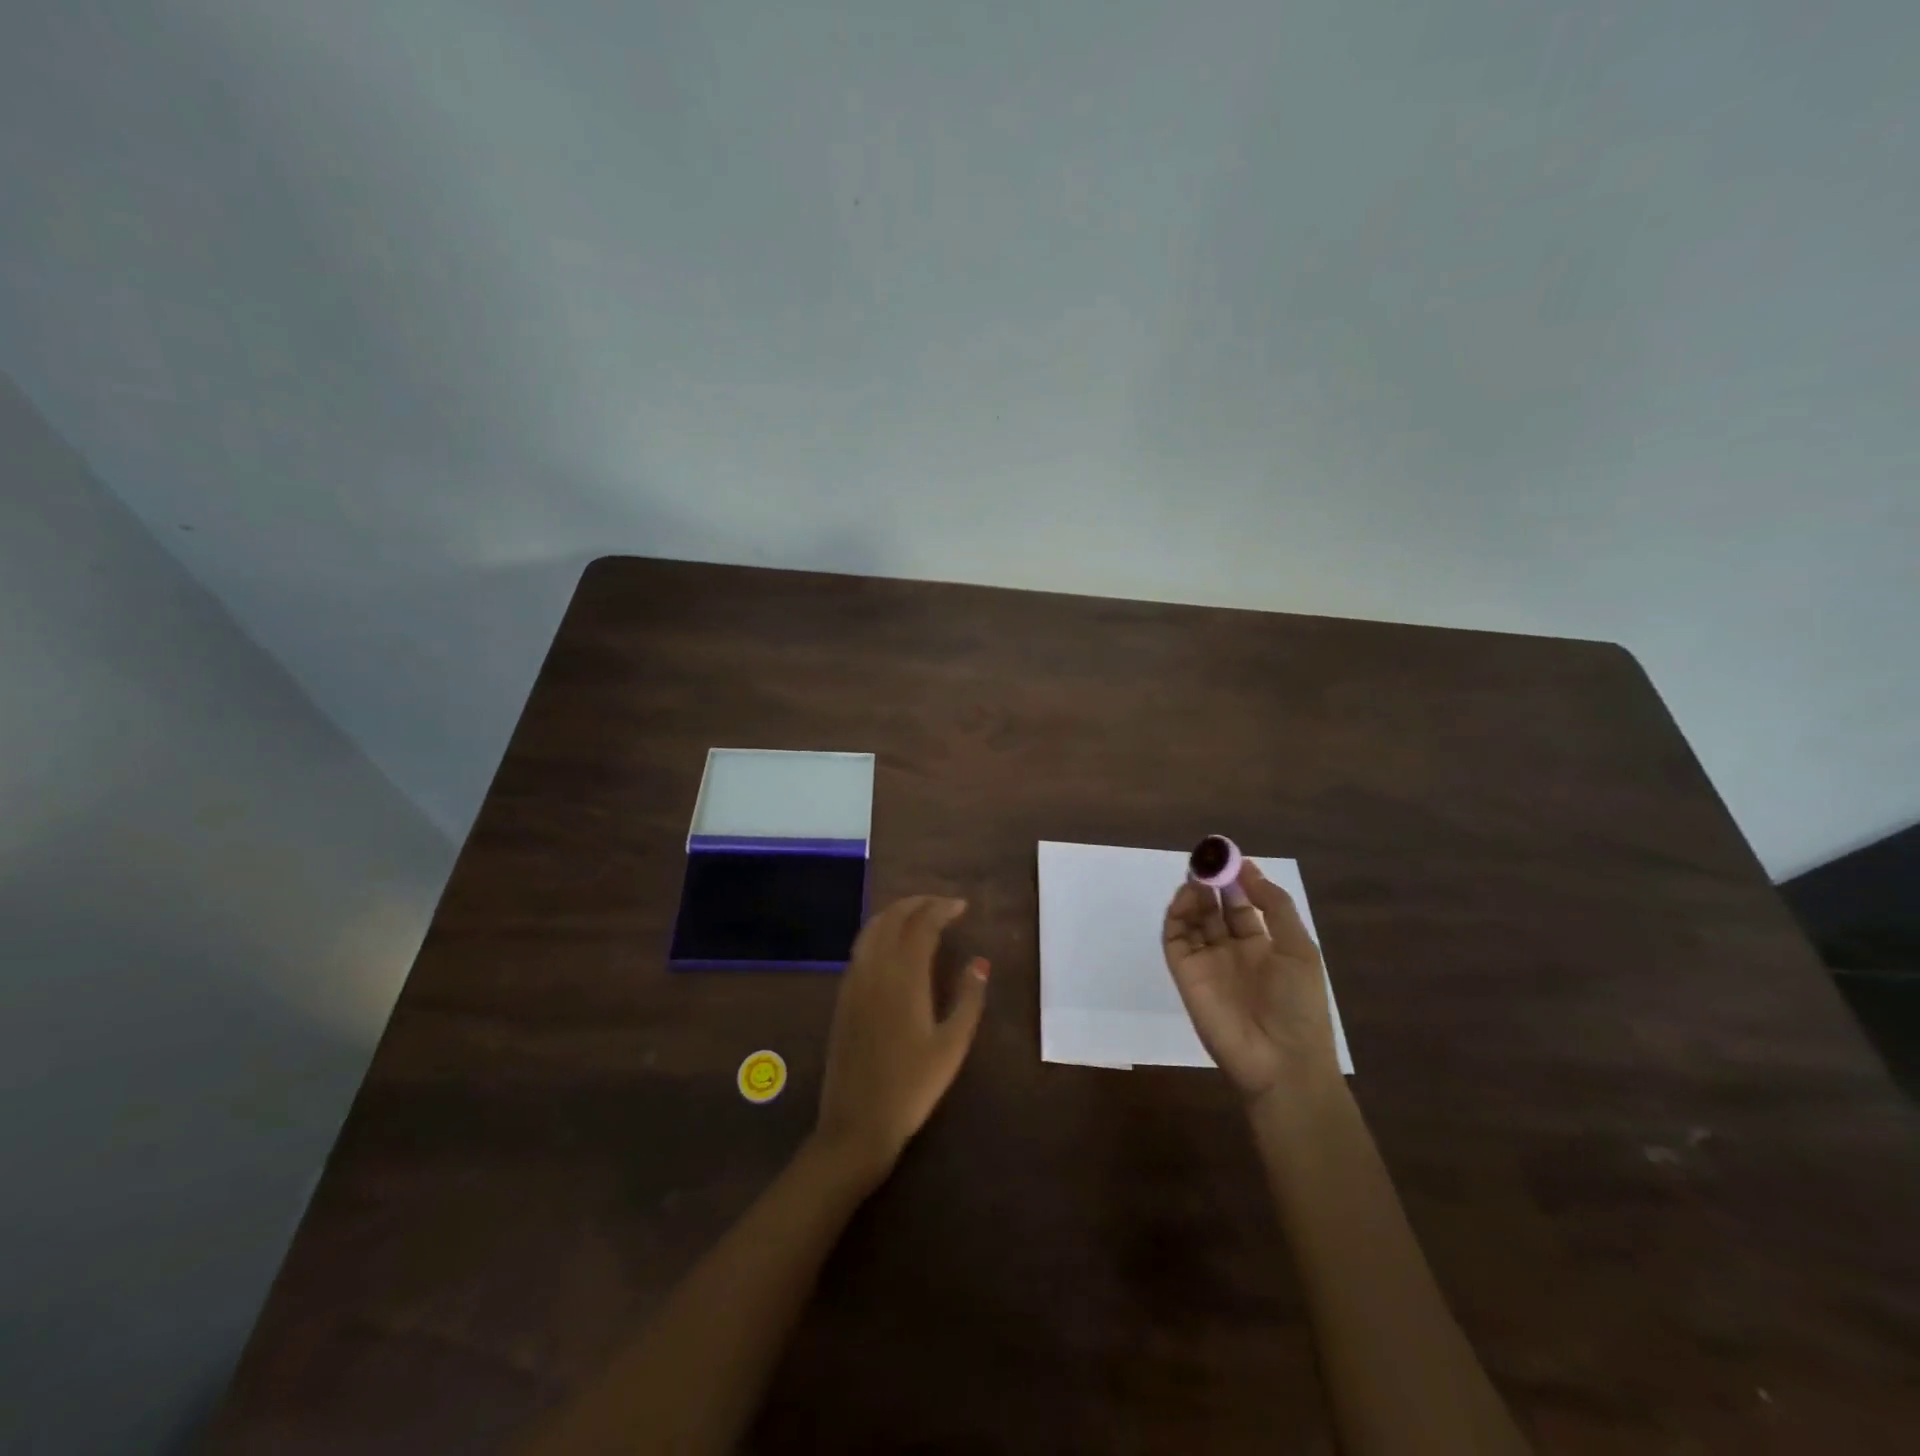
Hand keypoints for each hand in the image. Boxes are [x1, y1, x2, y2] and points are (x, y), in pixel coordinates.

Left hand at [814, 896, 988, 1186]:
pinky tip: (892, 944)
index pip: (922, 925)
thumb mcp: (952, 1046)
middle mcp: (875, 970)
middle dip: (918, 903)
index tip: (962, 906)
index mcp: (904, 977)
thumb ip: (969, 999)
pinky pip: (860, 947)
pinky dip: (878, 931)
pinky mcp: (843, 996)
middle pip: (893, 918)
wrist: (857, 1123)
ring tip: (919, 914)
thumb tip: (980, 962)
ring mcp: (854, 981)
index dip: (942, 908)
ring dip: (896, 913)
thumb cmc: (912, 1087)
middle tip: (943, 905)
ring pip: (872, 929)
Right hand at [1163, 861, 1339, 1100]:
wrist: (1281, 1062)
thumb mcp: (1299, 949)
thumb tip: (1249, 868)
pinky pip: (1175, 938)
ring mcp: (1207, 962)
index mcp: (1263, 946)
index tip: (1229, 855)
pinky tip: (1188, 898)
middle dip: (1211, 882)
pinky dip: (1177, 915)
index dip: (1237, 880)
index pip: (1244, 905)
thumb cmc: (1299, 1005)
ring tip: (1198, 875)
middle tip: (1206, 859)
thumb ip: (1275, 906)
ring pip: (1193, 919)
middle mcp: (1232, 950)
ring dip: (1194, 895)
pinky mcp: (1185, 973)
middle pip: (1215, 908)